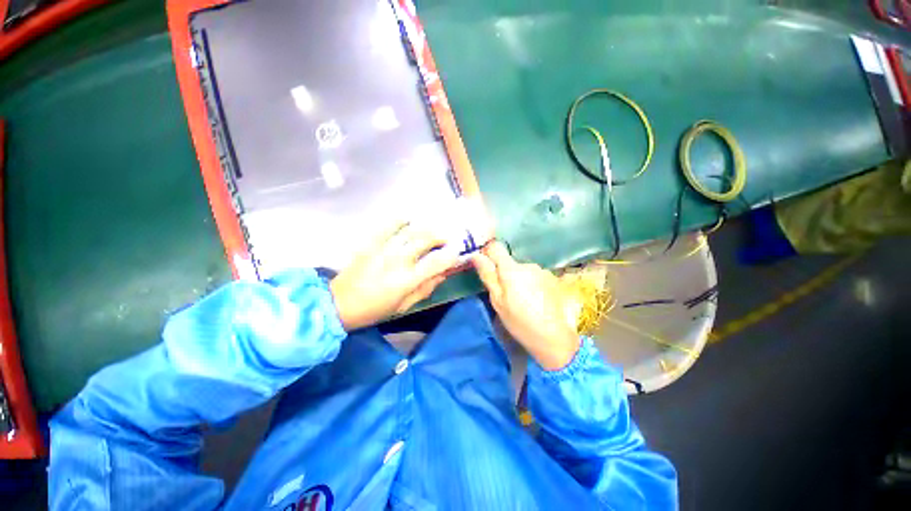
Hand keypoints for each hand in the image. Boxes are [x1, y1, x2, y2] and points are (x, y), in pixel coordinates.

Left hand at [330, 222, 459, 330]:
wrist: (339, 305)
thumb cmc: (375, 310)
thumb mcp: (404, 306)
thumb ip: (425, 289)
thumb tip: (443, 274)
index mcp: (407, 280)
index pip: (436, 263)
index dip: (451, 255)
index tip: (458, 251)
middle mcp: (397, 261)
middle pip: (425, 240)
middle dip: (441, 236)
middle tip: (447, 238)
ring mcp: (383, 249)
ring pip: (410, 230)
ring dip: (426, 227)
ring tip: (433, 228)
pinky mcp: (370, 243)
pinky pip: (387, 225)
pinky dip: (400, 219)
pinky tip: (409, 218)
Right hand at [472, 242, 579, 369]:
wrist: (554, 337)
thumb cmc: (519, 321)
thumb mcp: (498, 301)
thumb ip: (488, 276)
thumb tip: (476, 255)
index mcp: (511, 269)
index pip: (496, 248)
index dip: (488, 254)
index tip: (486, 267)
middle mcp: (528, 265)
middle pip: (510, 262)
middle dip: (505, 273)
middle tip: (506, 295)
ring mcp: (542, 271)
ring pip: (523, 270)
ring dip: (519, 279)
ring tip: (523, 300)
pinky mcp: (552, 279)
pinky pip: (535, 276)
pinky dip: (531, 284)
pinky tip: (536, 301)